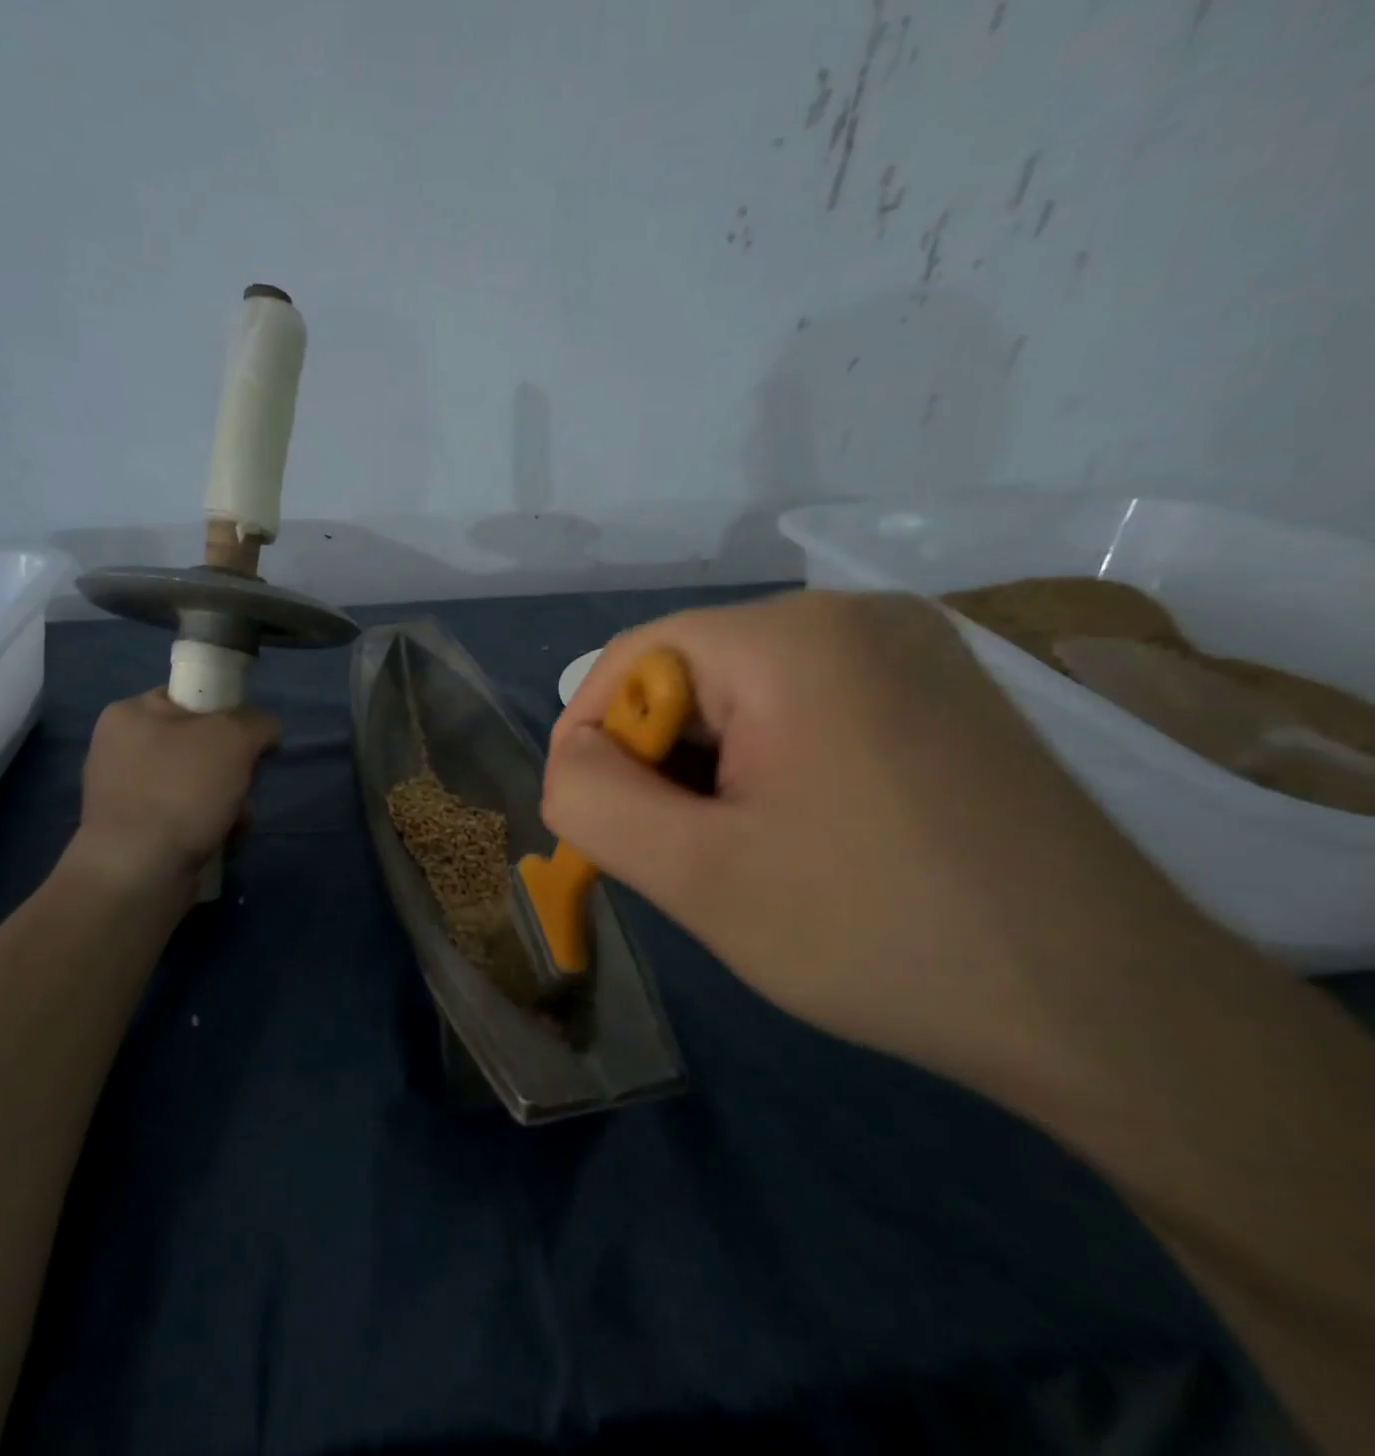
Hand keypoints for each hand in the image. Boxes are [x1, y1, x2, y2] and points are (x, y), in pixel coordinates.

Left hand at [64, 689, 279, 894]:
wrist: (139, 872)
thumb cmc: (181, 791)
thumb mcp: (233, 738)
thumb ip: (257, 722)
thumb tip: (264, 731)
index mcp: (130, 714)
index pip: (189, 697)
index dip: (227, 712)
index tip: (249, 737)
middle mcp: (120, 749)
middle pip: (199, 744)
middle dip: (233, 766)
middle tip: (243, 782)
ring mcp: (125, 793)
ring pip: (198, 784)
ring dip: (229, 800)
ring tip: (235, 819)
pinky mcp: (135, 832)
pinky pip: (186, 817)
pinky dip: (210, 826)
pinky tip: (222, 840)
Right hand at [543, 592, 1222, 1094]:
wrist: (1109, 1011)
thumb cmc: (879, 936)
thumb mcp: (697, 877)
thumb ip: (594, 801)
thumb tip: (572, 758)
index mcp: (793, 638)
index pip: (634, 657)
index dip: (594, 738)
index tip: (599, 823)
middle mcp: (856, 615)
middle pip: (693, 674)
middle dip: (661, 762)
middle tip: (680, 854)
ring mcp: (912, 649)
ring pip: (747, 695)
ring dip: (714, 769)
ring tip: (742, 853)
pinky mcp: (942, 692)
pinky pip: (808, 707)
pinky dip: (772, 764)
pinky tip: (802, 833)